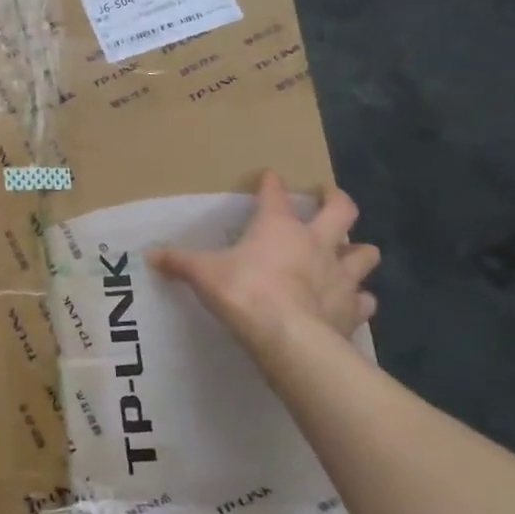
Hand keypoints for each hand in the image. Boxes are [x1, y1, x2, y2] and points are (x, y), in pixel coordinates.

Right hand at [149, 171, 378, 351]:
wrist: (289, 338)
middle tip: (330, 197)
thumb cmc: (244, 292)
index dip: (271, 183)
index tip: (269, 175)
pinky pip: (364, 300)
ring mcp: (341, 276)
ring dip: (359, 251)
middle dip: (337, 200)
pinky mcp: (353, 309)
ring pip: (365, 253)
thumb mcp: (203, 274)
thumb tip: (149, 253)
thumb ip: (179, 261)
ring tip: (350, 253)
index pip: (275, 195)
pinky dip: (359, 299)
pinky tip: (351, 302)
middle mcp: (317, 243)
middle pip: (342, 211)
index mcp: (279, 227)